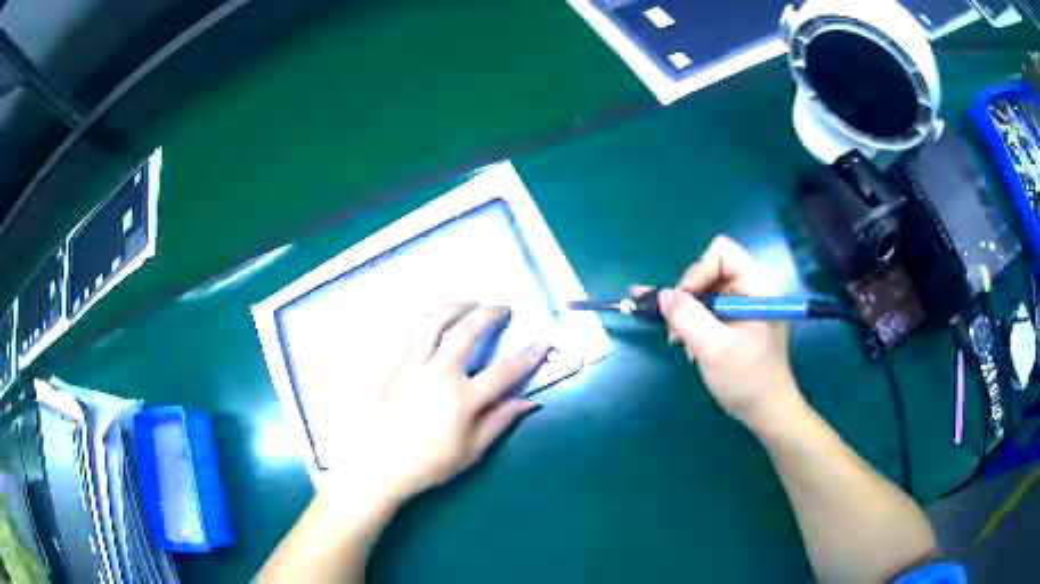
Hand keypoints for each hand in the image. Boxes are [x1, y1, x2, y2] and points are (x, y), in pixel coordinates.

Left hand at [343, 304, 548, 501]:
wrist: (377, 466)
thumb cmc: (427, 465)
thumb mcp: (470, 451)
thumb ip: (499, 421)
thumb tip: (528, 401)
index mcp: (462, 399)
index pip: (503, 372)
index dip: (528, 357)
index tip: (544, 343)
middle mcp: (438, 373)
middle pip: (467, 331)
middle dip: (489, 313)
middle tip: (503, 308)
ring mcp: (413, 366)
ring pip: (435, 322)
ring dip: (457, 307)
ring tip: (470, 303)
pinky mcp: (394, 366)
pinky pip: (412, 332)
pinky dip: (428, 318)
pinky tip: (435, 318)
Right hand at [649, 236, 800, 428]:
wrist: (768, 412)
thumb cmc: (747, 380)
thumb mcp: (714, 349)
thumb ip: (687, 317)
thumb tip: (663, 295)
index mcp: (758, 286)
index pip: (722, 252)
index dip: (698, 272)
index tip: (684, 304)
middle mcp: (754, 288)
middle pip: (712, 269)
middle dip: (689, 295)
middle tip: (676, 327)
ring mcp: (747, 305)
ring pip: (708, 289)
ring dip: (689, 312)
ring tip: (678, 339)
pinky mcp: (741, 320)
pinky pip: (712, 307)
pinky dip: (696, 322)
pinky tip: (689, 343)